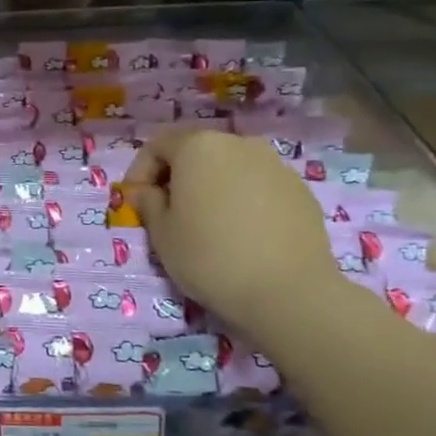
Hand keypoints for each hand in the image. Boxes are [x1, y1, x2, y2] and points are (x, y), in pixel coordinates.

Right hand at [122, 127, 339, 338]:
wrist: (288, 291)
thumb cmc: (209, 256)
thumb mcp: (161, 233)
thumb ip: (148, 202)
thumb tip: (147, 191)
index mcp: (198, 147)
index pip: (157, 146)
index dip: (140, 171)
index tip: (135, 202)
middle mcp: (239, 144)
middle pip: (196, 152)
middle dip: (177, 177)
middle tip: (168, 212)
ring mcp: (275, 165)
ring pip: (230, 169)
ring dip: (211, 188)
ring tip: (207, 224)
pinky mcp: (300, 191)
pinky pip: (259, 187)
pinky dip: (242, 201)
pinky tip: (241, 234)